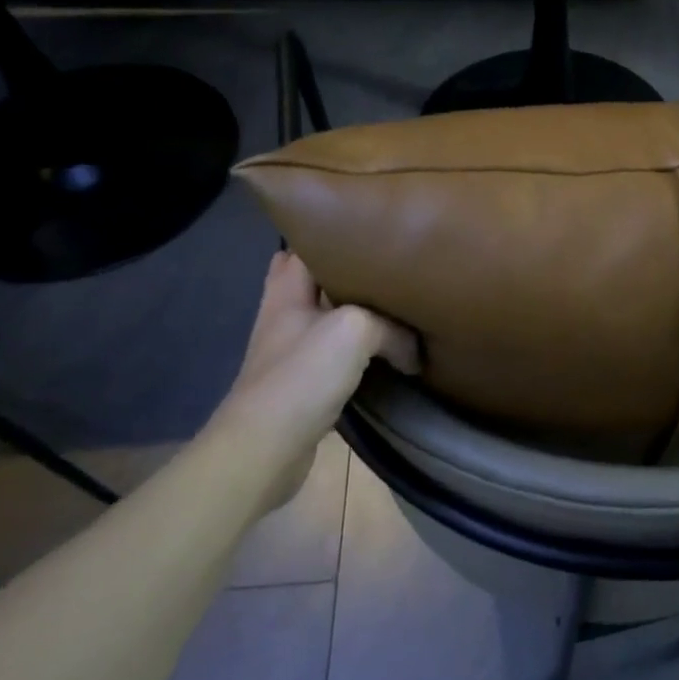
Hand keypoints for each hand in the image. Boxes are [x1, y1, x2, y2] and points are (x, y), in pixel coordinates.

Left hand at [204, 251, 418, 506]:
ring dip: (357, 316)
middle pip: (315, 284)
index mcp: (287, 292)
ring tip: (396, 308)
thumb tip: (413, 352)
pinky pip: (336, 358)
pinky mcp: (303, 386)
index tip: (371, 230)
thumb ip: (391, 328)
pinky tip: (387, 355)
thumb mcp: (356, 330)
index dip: (333, 235)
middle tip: (388, 270)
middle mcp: (285, 317)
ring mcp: (291, 353)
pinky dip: (359, 354)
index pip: (304, 246)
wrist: (265, 449)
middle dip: (348, 275)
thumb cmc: (302, 376)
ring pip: (328, 321)